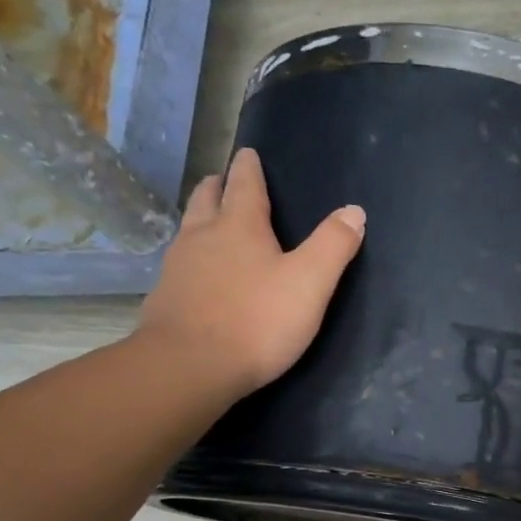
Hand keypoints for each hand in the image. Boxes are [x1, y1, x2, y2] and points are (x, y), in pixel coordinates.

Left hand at [136, 148, 365, 396]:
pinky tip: (197, 274)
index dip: (249, 168)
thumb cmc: (257, 321)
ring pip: (188, 230)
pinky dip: (191, 257)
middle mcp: (202, 237)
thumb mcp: (310, 283)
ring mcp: (178, 268)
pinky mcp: (166, 299)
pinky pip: (179, 265)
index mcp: (240, 227)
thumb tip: (354, 210)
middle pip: (207, 200)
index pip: (244, 185)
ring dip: (200, 219)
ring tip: (209, 221)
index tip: (248, 153)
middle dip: (218, 186)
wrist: (190, 366)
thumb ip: (333, 245)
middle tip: (222, 179)